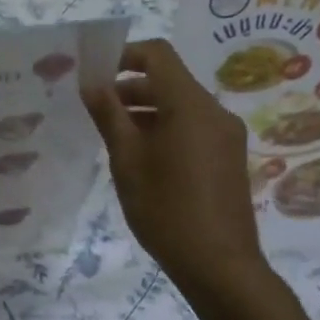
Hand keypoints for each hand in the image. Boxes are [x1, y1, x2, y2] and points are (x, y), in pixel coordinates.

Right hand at [84, 39, 268, 297]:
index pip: (158, 55)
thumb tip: (91, 83)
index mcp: (189, 105)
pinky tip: (142, 158)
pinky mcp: (228, 157)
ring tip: (113, 137)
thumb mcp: (126, 160)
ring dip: (146, 111)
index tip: (96, 74)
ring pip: (180, 106)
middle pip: (169, 81)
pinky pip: (193, 127)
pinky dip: (165, 129)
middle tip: (96, 110)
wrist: (218, 264)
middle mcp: (214, 111)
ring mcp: (226, 135)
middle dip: (130, 88)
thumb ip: (108, 115)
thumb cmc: (165, 209)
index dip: (124, 55)